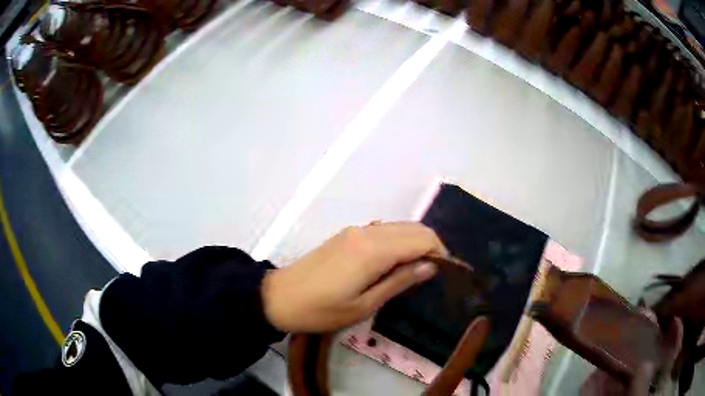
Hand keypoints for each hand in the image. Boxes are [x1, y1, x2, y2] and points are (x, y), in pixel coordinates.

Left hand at [261, 222, 446, 332]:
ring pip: (399, 227)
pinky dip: (398, 241)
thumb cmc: (322, 310)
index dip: (440, 252)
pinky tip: (395, 263)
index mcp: (374, 250)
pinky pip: (383, 231)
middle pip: (413, 227)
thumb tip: (430, 266)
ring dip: (415, 242)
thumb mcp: (364, 305)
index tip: (446, 273)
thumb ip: (399, 281)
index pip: (422, 238)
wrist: (279, 297)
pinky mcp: (347, 234)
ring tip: (417, 271)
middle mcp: (368, 232)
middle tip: (434, 273)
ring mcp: (355, 231)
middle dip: (431, 245)